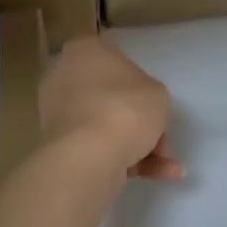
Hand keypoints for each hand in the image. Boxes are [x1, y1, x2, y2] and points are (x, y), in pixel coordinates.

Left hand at [38, 37, 182, 182]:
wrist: (90, 155)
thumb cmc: (125, 108)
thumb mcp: (157, 93)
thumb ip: (150, 94)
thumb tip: (140, 106)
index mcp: (84, 51)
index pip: (111, 57)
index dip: (136, 81)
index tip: (151, 100)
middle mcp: (64, 77)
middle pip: (109, 96)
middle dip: (139, 121)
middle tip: (161, 139)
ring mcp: (58, 113)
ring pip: (105, 125)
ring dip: (138, 145)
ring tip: (167, 167)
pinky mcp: (59, 146)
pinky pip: (96, 147)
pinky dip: (124, 160)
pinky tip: (158, 175)